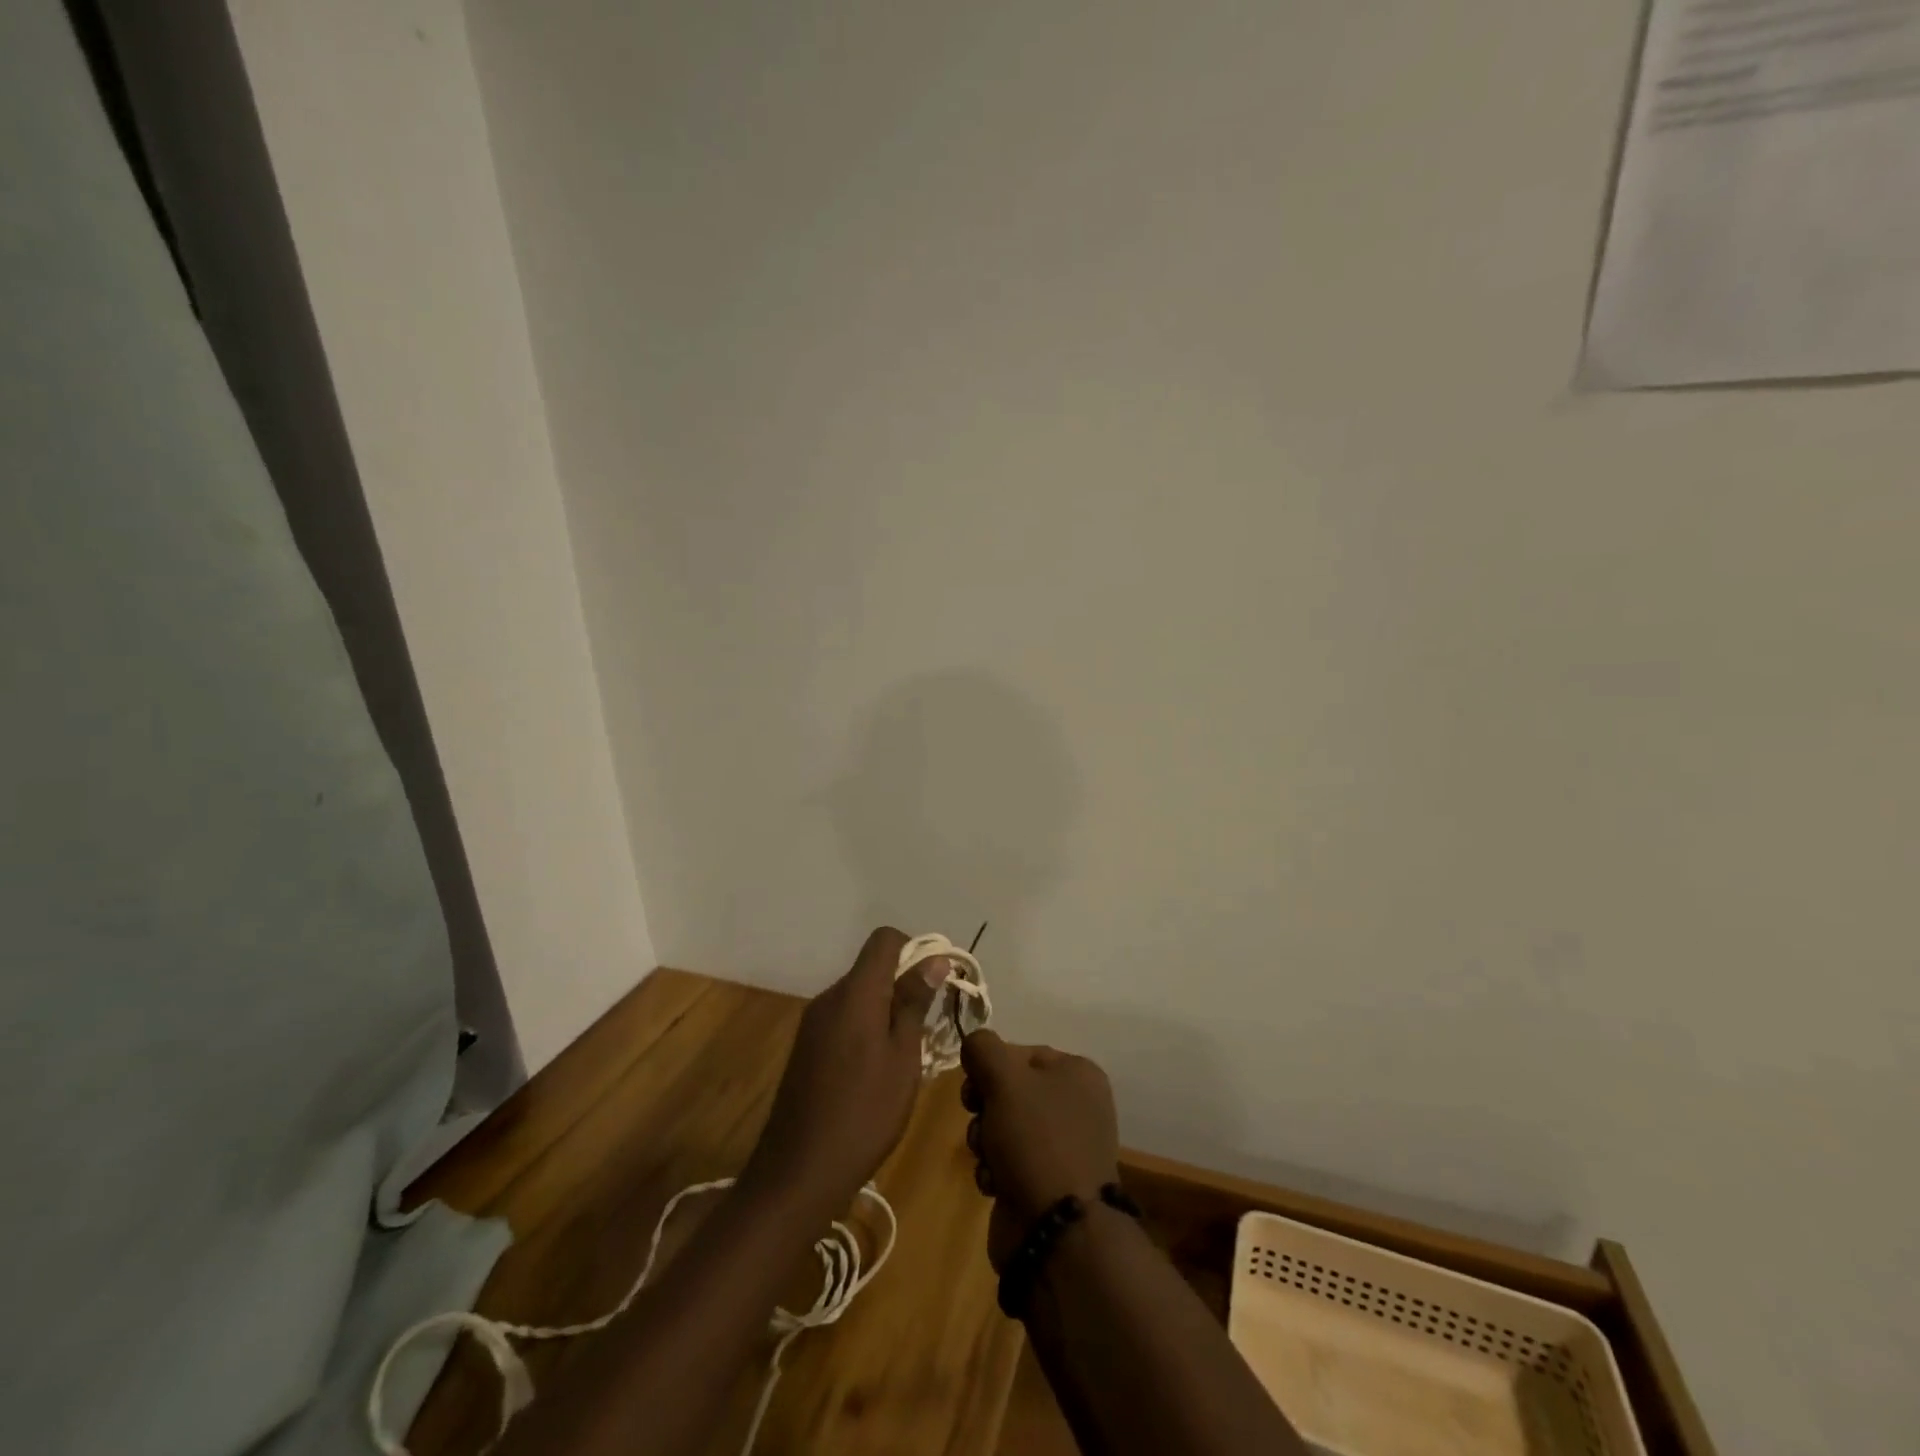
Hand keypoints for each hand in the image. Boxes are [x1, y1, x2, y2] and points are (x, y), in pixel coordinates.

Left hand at [745, 927, 943, 1216]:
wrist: (798, 1171)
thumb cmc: (864, 1113)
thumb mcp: (903, 1058)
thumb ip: (914, 1003)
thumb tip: (933, 959)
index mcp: (855, 993)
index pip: (884, 939)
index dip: (914, 950)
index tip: (935, 984)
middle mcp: (829, 997)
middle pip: (872, 968)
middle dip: (904, 984)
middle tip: (928, 1026)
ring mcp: (813, 1023)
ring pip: (859, 996)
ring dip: (886, 1010)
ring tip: (906, 1055)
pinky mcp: (806, 1047)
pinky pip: (844, 1019)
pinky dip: (866, 1028)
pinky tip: (876, 1071)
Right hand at [959, 1031, 1120, 1270]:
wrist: (1057, 1232)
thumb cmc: (1036, 1141)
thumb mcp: (1005, 1079)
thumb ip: (983, 1048)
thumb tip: (975, 1042)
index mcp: (1078, 1073)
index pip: (1021, 1052)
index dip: (991, 1067)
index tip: (974, 1084)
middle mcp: (1076, 1105)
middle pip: (1011, 1089)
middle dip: (985, 1105)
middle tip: (978, 1117)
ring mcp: (1063, 1147)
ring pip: (1004, 1125)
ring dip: (985, 1139)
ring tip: (988, 1158)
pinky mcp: (1048, 1183)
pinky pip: (1009, 1161)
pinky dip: (995, 1169)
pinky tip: (994, 1183)